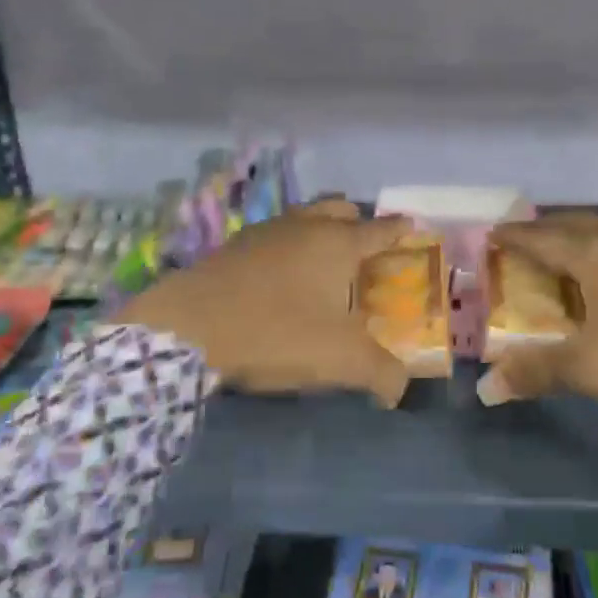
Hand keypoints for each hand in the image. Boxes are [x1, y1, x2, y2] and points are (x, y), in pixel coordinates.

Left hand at [119, 200, 413, 407]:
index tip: (411, 228)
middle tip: (364, 252)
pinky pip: (274, 235)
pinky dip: (287, 246)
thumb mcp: (340, 360)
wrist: (187, 328)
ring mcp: (265, 231)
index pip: (381, 229)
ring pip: (304, 217)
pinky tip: (280, 277)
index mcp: (338, 243)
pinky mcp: (233, 246)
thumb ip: (381, 373)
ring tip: (322, 264)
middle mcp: (304, 226)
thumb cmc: (276, 333)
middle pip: (340, 208)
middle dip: (358, 222)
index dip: (400, 230)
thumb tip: (399, 389)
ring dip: (319, 230)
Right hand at [478, 214, 597, 459]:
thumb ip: (536, 371)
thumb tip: (486, 389)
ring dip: (580, 240)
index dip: (516, 237)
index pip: (545, 238)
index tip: (492, 235)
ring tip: (563, 258)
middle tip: (522, 245)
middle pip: (578, 225)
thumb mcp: (588, 369)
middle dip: (547, 232)